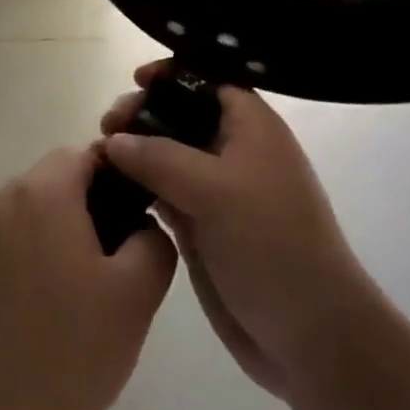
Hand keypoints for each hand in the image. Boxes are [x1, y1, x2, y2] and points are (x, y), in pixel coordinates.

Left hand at [0, 145, 176, 409]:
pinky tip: (23, 320)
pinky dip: (14, 268)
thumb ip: (152, 245)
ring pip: (23, 219)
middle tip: (104, 276)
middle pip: (53, 186)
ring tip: (63, 305)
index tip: (130, 229)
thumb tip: (142, 224)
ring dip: (47, 244)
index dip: (116, 184)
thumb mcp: (133, 301)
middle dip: (83, 218)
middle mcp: (0, 196)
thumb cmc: (59, 351)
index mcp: (43, 191)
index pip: (86, 157)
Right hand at [101, 62, 370, 404]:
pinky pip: (165, 193)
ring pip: (168, 155)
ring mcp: (218, 191)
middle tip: (107, 127)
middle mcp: (234, 150)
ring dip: (135, 152)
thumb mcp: (214, 189)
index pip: (208, 79)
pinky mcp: (204, 227)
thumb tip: (113, 140)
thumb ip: (158, 157)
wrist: (311, 336)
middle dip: (143, 113)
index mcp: (251, 126)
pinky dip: (140, 187)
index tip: (136, 79)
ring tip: (98, 158)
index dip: (173, 73)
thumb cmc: (271, 243)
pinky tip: (111, 189)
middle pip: (181, 114)